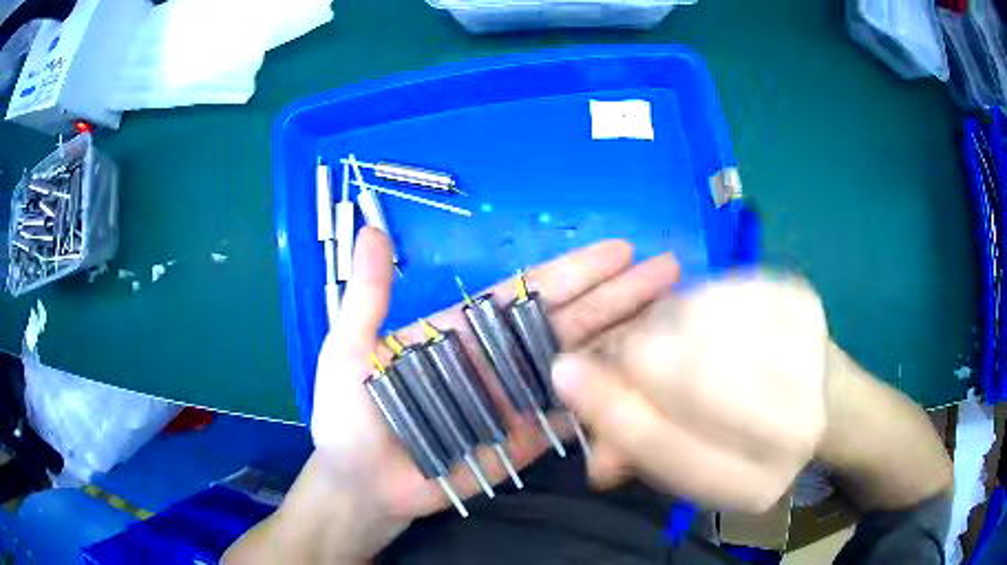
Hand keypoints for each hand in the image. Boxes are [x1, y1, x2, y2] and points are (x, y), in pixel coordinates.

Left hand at [307, 227, 679, 555]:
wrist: (361, 487)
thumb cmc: (348, 419)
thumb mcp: (350, 350)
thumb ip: (368, 295)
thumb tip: (370, 231)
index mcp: (462, 332)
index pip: (528, 293)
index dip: (574, 271)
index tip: (618, 251)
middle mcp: (497, 359)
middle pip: (568, 320)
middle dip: (618, 293)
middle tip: (667, 270)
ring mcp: (516, 400)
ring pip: (578, 361)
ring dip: (624, 336)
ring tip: (670, 311)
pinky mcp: (525, 439)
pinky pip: (571, 412)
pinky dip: (606, 392)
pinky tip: (645, 373)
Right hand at [552, 275, 828, 512]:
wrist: (826, 399)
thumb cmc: (751, 440)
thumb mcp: (696, 464)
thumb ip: (644, 458)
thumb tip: (595, 460)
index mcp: (757, 483)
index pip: (672, 451)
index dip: (613, 412)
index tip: (566, 373)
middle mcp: (795, 429)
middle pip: (693, 378)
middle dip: (637, 356)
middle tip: (618, 348)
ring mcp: (809, 355)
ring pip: (702, 323)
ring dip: (663, 324)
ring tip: (664, 336)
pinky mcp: (803, 300)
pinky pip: (721, 288)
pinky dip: (693, 299)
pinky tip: (699, 317)